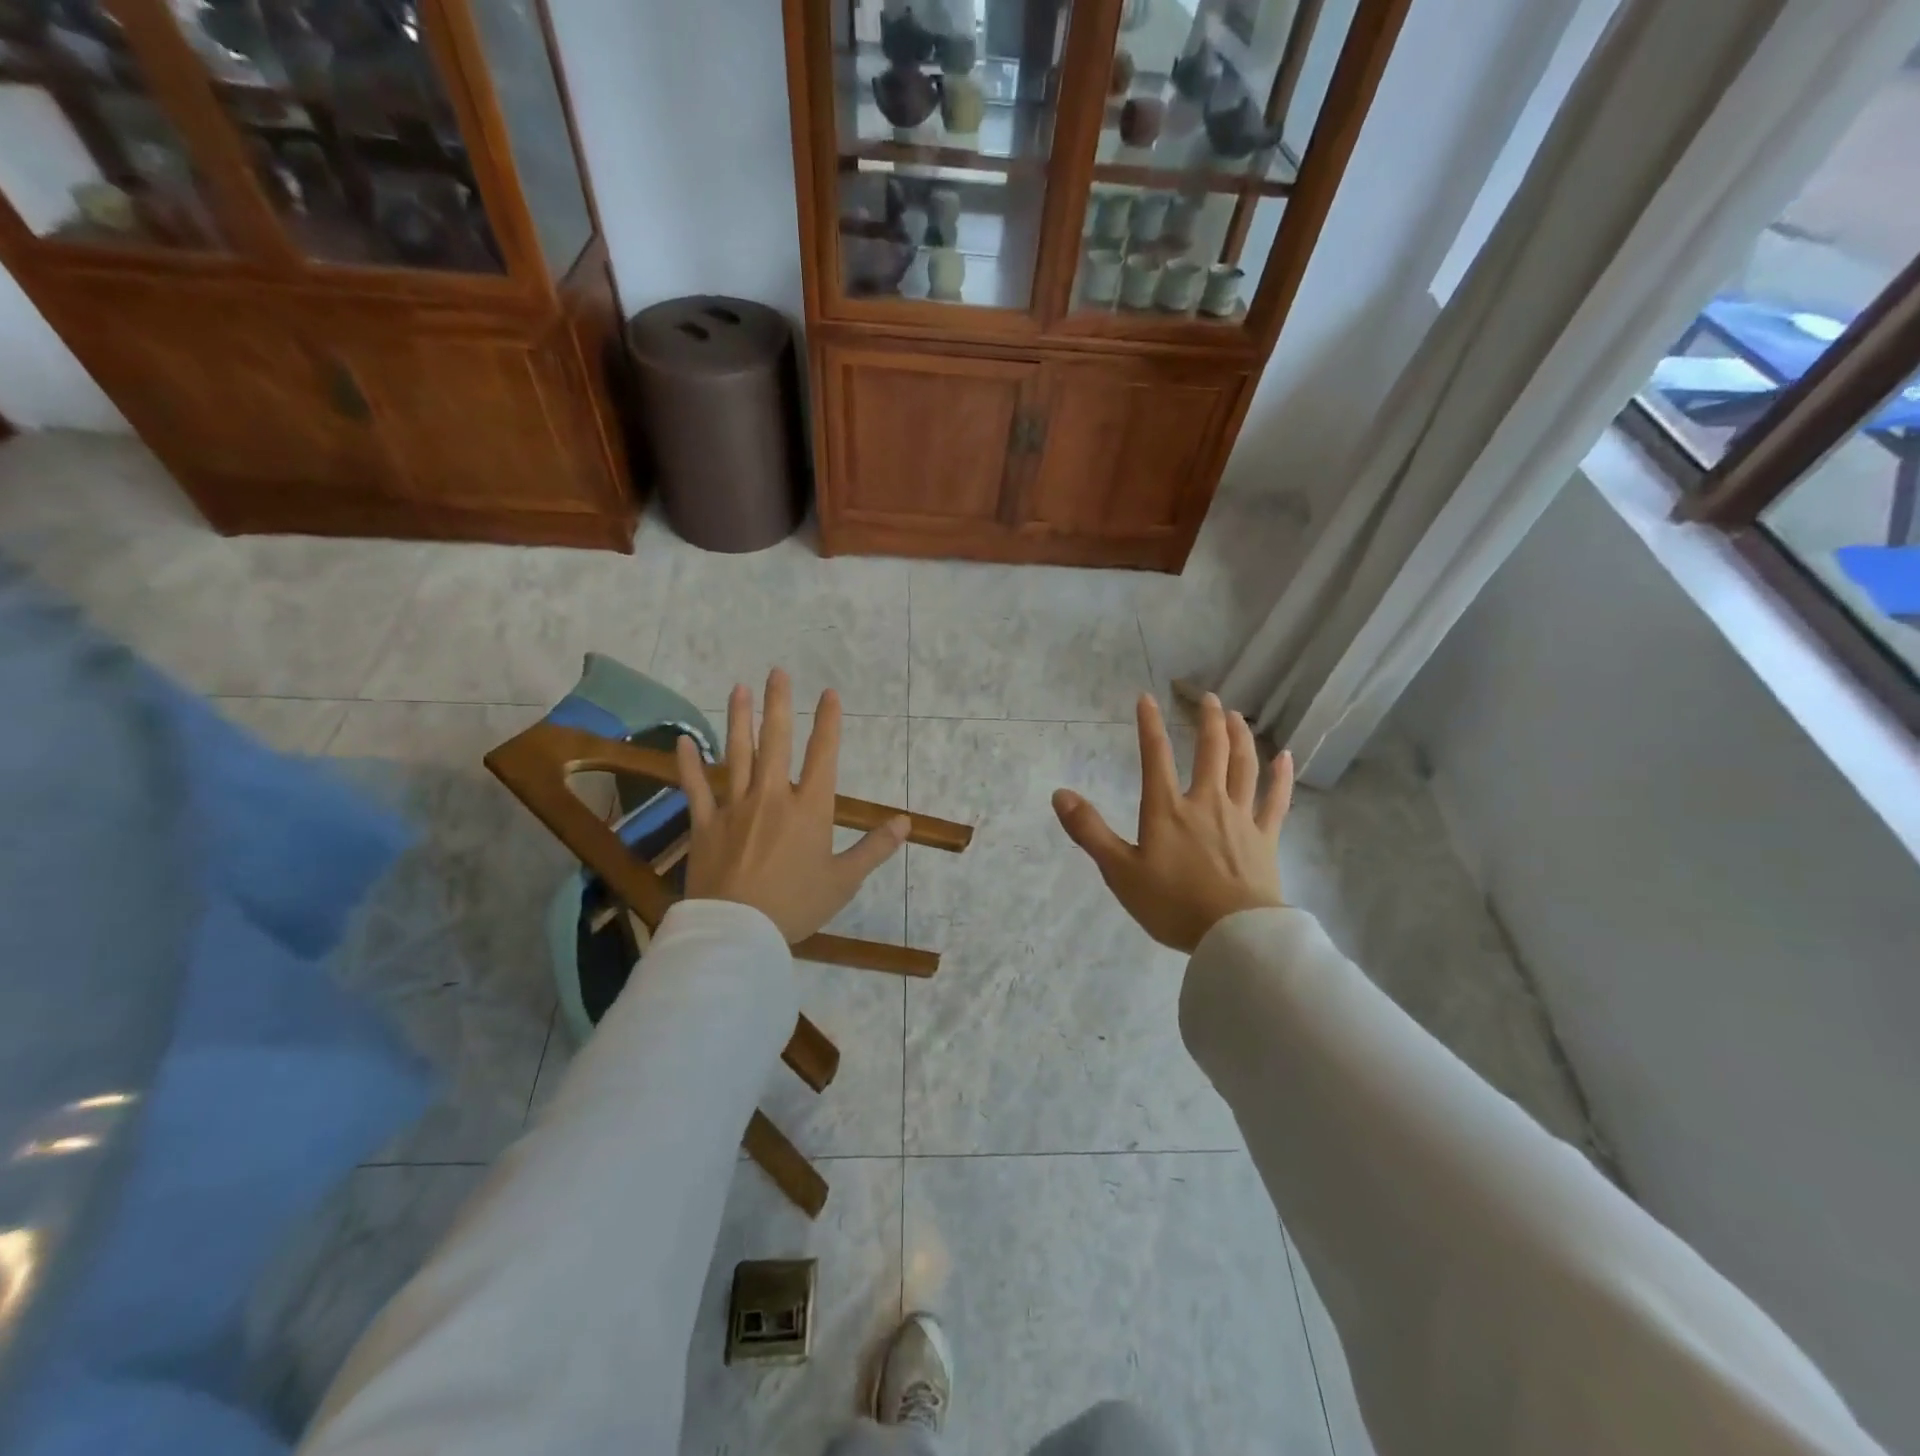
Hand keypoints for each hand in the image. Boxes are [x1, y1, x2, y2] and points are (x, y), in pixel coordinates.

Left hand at [676, 669, 909, 942]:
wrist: (739, 929)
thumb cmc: (796, 905)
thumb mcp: (844, 880)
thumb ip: (874, 848)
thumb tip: (904, 822)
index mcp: (810, 808)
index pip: (823, 755)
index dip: (828, 722)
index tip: (829, 694)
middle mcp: (773, 796)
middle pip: (776, 741)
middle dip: (779, 704)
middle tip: (777, 673)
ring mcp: (735, 807)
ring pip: (737, 754)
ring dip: (739, 719)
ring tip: (738, 689)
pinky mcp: (706, 824)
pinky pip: (695, 788)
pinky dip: (688, 764)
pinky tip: (684, 741)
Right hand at [1052, 692, 1291, 952]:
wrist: (1234, 935)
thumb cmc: (1172, 904)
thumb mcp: (1119, 871)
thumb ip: (1089, 830)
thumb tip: (1060, 794)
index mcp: (1167, 809)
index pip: (1154, 756)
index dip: (1149, 725)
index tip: (1146, 698)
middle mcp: (1206, 802)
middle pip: (1211, 751)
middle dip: (1207, 720)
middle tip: (1207, 697)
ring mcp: (1241, 818)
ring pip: (1244, 766)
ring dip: (1240, 736)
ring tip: (1236, 716)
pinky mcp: (1265, 838)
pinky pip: (1276, 799)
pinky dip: (1281, 776)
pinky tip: (1285, 757)